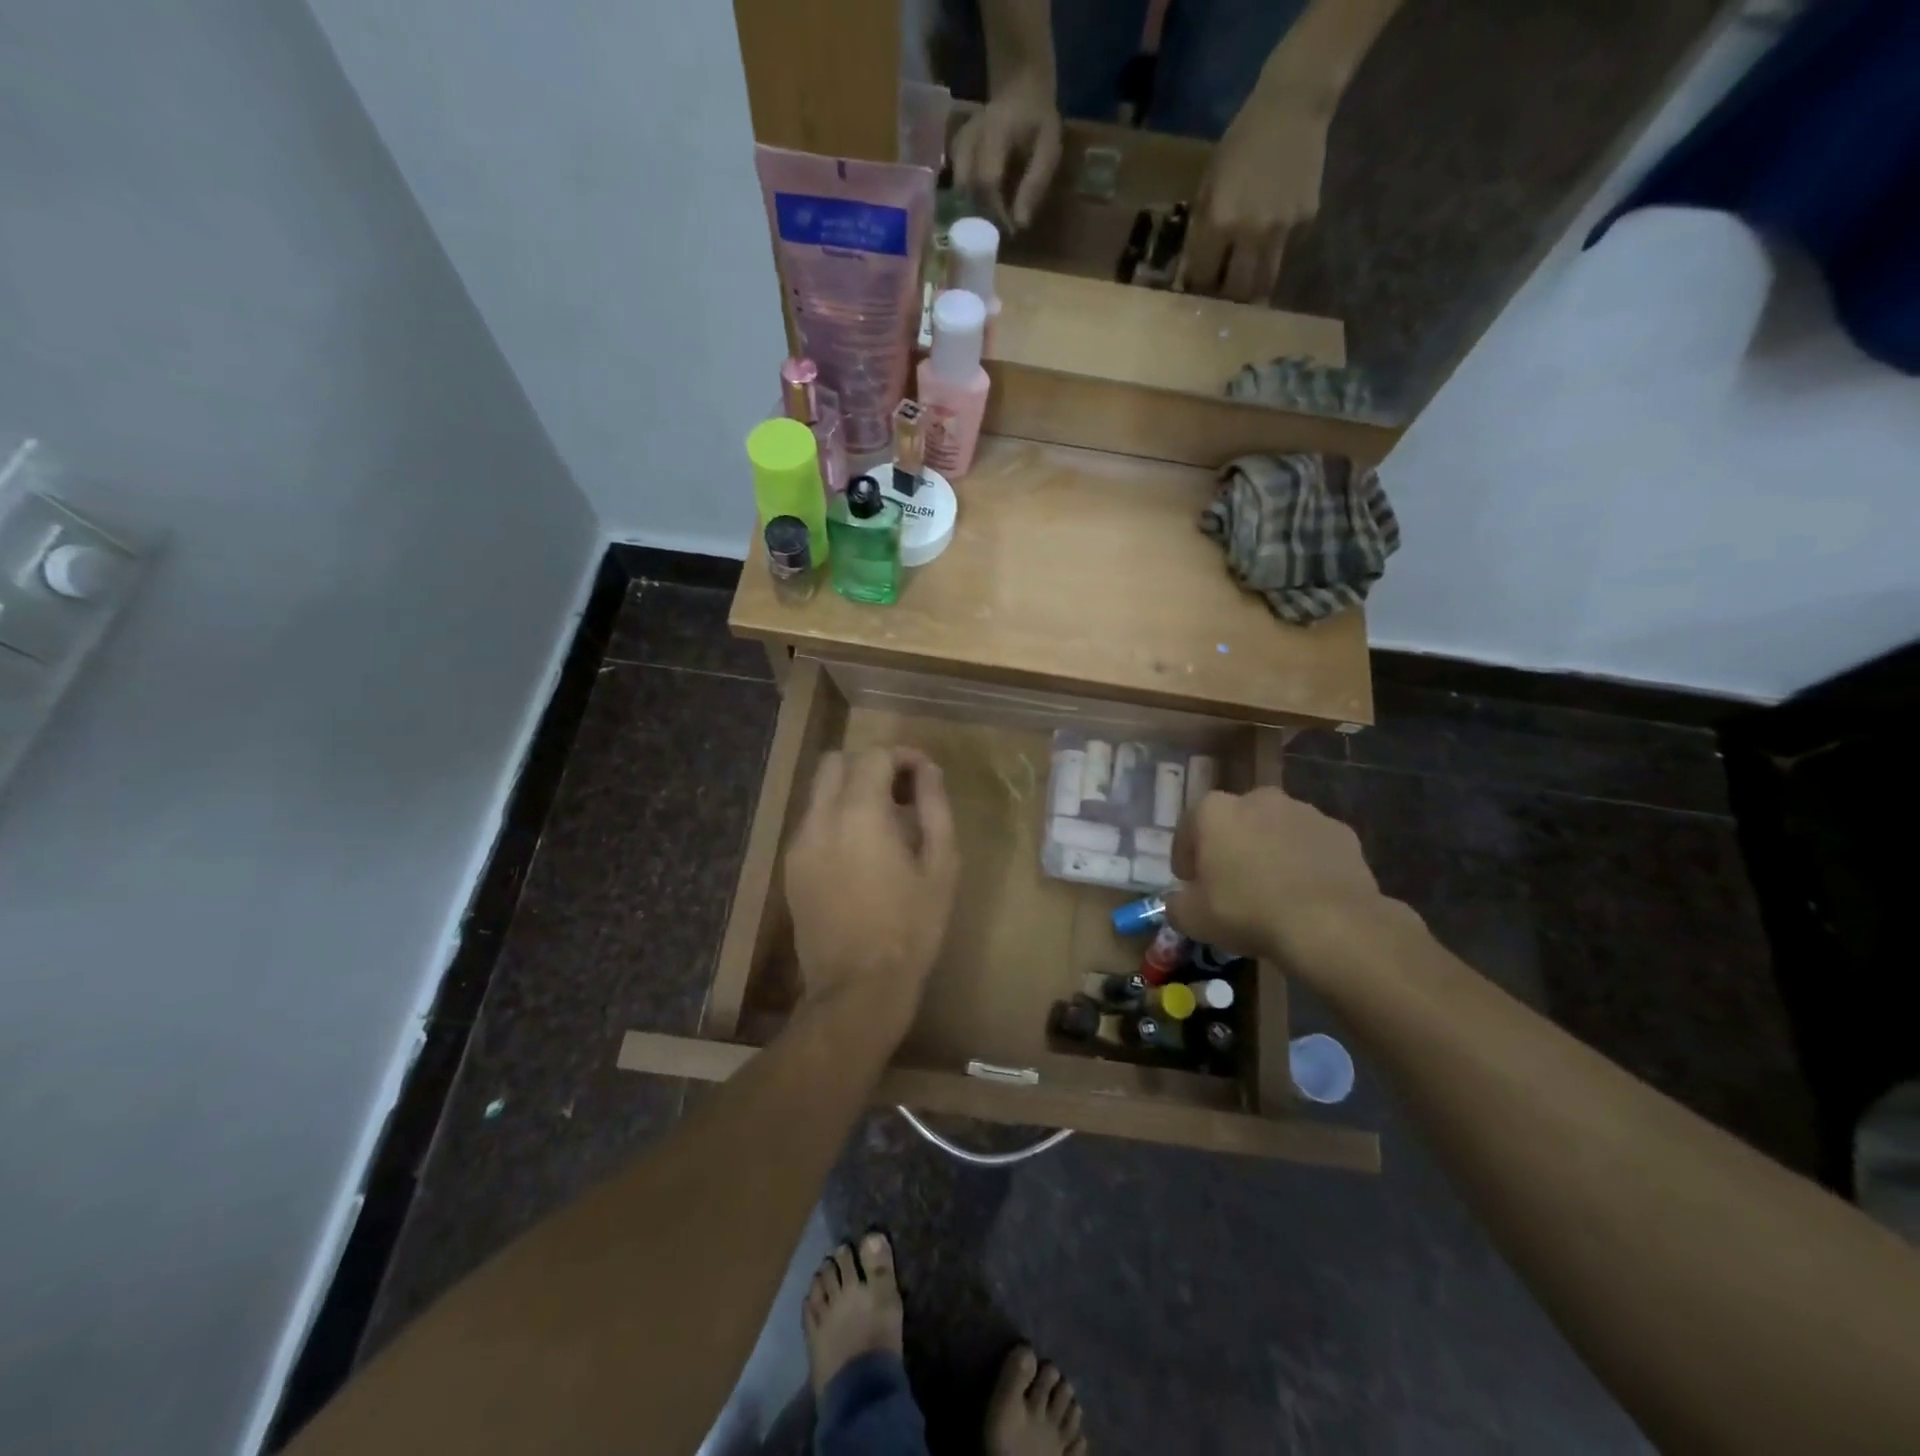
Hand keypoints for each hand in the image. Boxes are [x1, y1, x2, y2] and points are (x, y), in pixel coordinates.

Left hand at [784, 748, 959, 1041]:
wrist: (858, 988)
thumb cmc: (911, 927)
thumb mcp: (941, 865)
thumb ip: (935, 807)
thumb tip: (929, 770)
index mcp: (859, 813)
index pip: (874, 755)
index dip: (902, 755)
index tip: (924, 774)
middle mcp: (820, 819)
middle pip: (835, 762)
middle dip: (869, 765)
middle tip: (900, 792)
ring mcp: (799, 844)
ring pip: (819, 792)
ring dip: (850, 791)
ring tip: (883, 824)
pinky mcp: (790, 868)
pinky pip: (812, 823)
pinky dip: (835, 818)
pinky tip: (860, 852)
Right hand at [950, 75, 1062, 231]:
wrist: (1021, 87)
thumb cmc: (1038, 121)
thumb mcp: (1048, 150)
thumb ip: (1034, 185)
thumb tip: (1019, 225)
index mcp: (995, 132)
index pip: (987, 180)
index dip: (996, 212)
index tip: (1009, 229)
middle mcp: (971, 136)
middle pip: (966, 187)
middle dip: (982, 214)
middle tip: (999, 227)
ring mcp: (959, 140)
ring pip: (957, 186)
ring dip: (972, 207)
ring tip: (991, 217)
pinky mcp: (954, 148)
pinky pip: (955, 180)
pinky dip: (966, 197)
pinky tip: (980, 202)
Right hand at [1166, 787, 1398, 982]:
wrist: (1330, 924)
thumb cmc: (1247, 912)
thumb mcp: (1192, 919)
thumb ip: (1176, 904)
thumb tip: (1179, 901)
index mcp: (1214, 811)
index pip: (1188, 830)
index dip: (1186, 858)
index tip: (1189, 883)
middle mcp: (1257, 799)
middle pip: (1235, 823)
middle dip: (1230, 847)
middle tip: (1231, 884)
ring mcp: (1303, 811)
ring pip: (1275, 830)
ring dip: (1269, 851)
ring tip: (1272, 890)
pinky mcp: (1340, 831)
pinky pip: (1311, 845)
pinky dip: (1305, 862)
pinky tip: (1305, 893)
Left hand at [1183, 92, 1330, 301]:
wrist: (1293, 105)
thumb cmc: (1241, 142)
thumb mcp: (1209, 184)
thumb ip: (1201, 229)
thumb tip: (1192, 271)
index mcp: (1220, 222)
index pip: (1202, 277)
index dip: (1197, 291)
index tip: (1194, 297)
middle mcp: (1251, 232)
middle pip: (1236, 291)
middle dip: (1225, 302)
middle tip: (1219, 305)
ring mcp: (1282, 228)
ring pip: (1265, 282)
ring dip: (1252, 295)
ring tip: (1244, 300)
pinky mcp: (1306, 219)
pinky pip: (1286, 251)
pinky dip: (1274, 255)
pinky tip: (1270, 244)